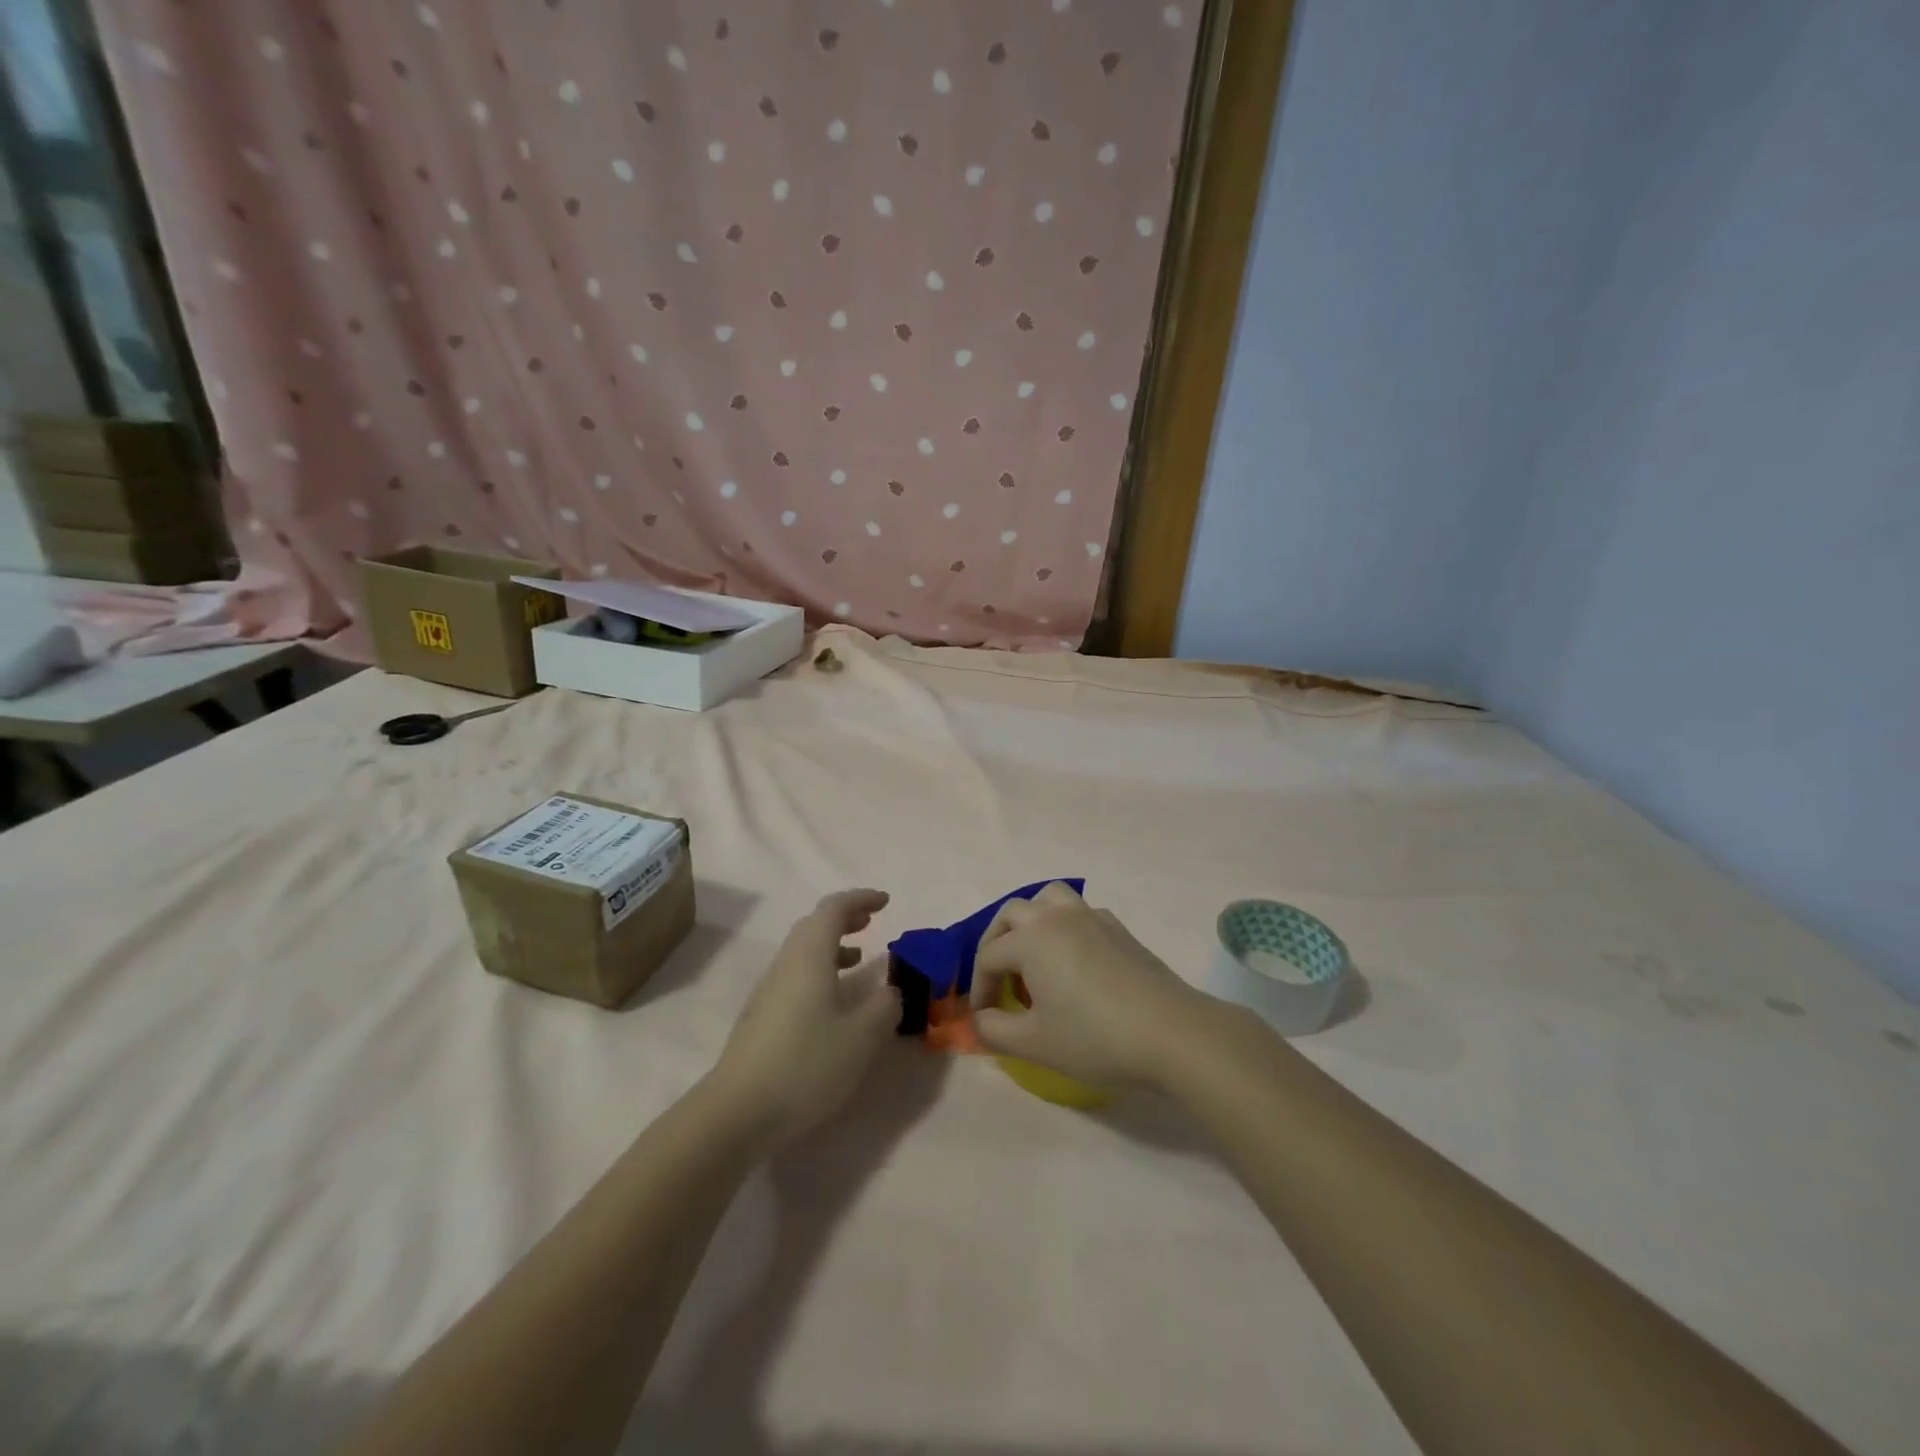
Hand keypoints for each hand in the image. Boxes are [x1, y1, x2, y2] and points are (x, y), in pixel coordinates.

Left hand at [710, 889, 900, 1143]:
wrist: (738, 1112)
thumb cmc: (806, 1064)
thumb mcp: (862, 1036)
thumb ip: (885, 1006)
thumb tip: (890, 991)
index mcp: (810, 956)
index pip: (834, 909)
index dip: (861, 899)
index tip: (886, 901)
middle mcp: (786, 964)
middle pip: (813, 925)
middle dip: (844, 918)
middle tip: (871, 922)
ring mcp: (769, 990)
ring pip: (803, 951)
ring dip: (832, 945)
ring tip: (858, 958)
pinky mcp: (761, 1016)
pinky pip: (796, 975)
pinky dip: (820, 971)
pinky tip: (833, 1001)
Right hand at [971, 882, 1207, 1089]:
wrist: (1171, 1033)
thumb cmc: (1095, 1038)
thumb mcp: (1034, 1043)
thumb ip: (994, 1030)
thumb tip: (980, 1019)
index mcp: (1031, 939)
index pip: (989, 956)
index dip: (979, 987)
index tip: (983, 1017)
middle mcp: (1057, 916)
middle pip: (1012, 914)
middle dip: (996, 943)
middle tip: (999, 979)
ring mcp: (1092, 917)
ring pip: (1049, 899)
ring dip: (1031, 921)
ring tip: (1033, 956)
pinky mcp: (1119, 928)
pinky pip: (1080, 913)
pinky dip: (1065, 926)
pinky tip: (1074, 961)